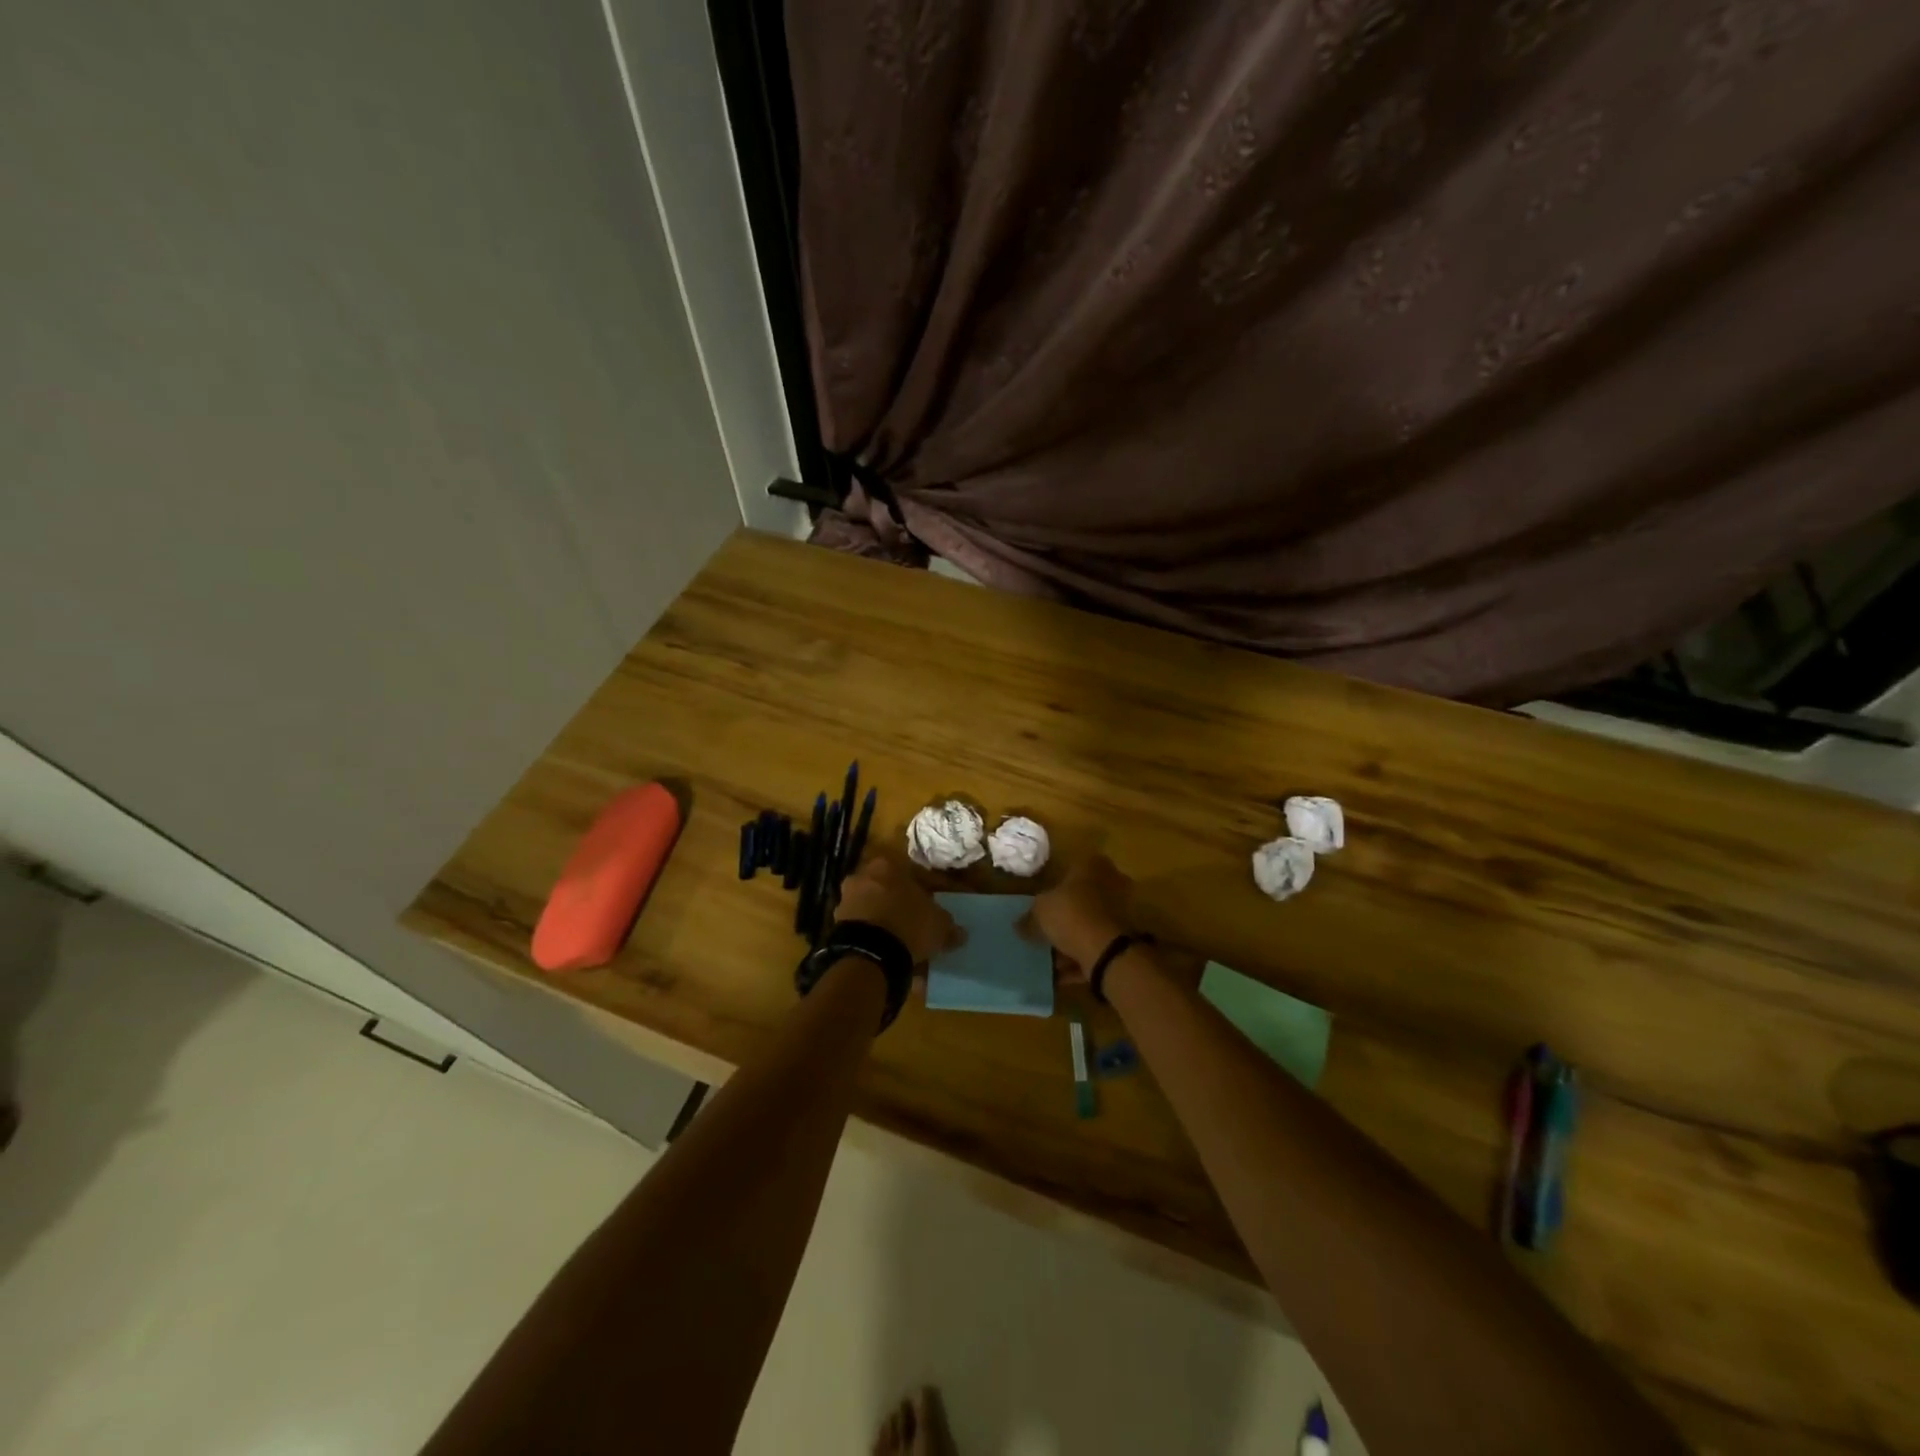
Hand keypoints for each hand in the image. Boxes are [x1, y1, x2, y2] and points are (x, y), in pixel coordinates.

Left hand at [834, 852, 961, 964]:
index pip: (911, 873)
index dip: (925, 891)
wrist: (869, 954)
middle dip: (900, 904)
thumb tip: (960, 933)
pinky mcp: (836, 924)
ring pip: (872, 907)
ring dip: (884, 920)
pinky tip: (885, 952)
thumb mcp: (938, 924)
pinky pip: (862, 928)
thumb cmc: (908, 925)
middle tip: (915, 923)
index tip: (932, 907)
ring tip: (900, 942)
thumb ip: (949, 925)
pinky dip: (873, 936)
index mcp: (887, 865)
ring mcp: (846, 900)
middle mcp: (862, 876)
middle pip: (887, 888)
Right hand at [1030, 854, 1131, 979]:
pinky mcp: (1124, 939)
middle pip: (1082, 898)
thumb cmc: (1071, 915)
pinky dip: (1080, 959)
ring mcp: (1120, 912)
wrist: (1107, 950)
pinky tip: (1061, 974)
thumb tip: (1019, 924)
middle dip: (1065, 915)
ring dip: (1072, 940)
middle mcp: (1111, 884)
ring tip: (1051, 957)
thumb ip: (1028, 918)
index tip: (1043, 901)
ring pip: (1090, 924)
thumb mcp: (1039, 912)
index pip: (1073, 867)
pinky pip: (1096, 947)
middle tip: (1046, 930)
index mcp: (1091, 867)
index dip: (1056, 885)